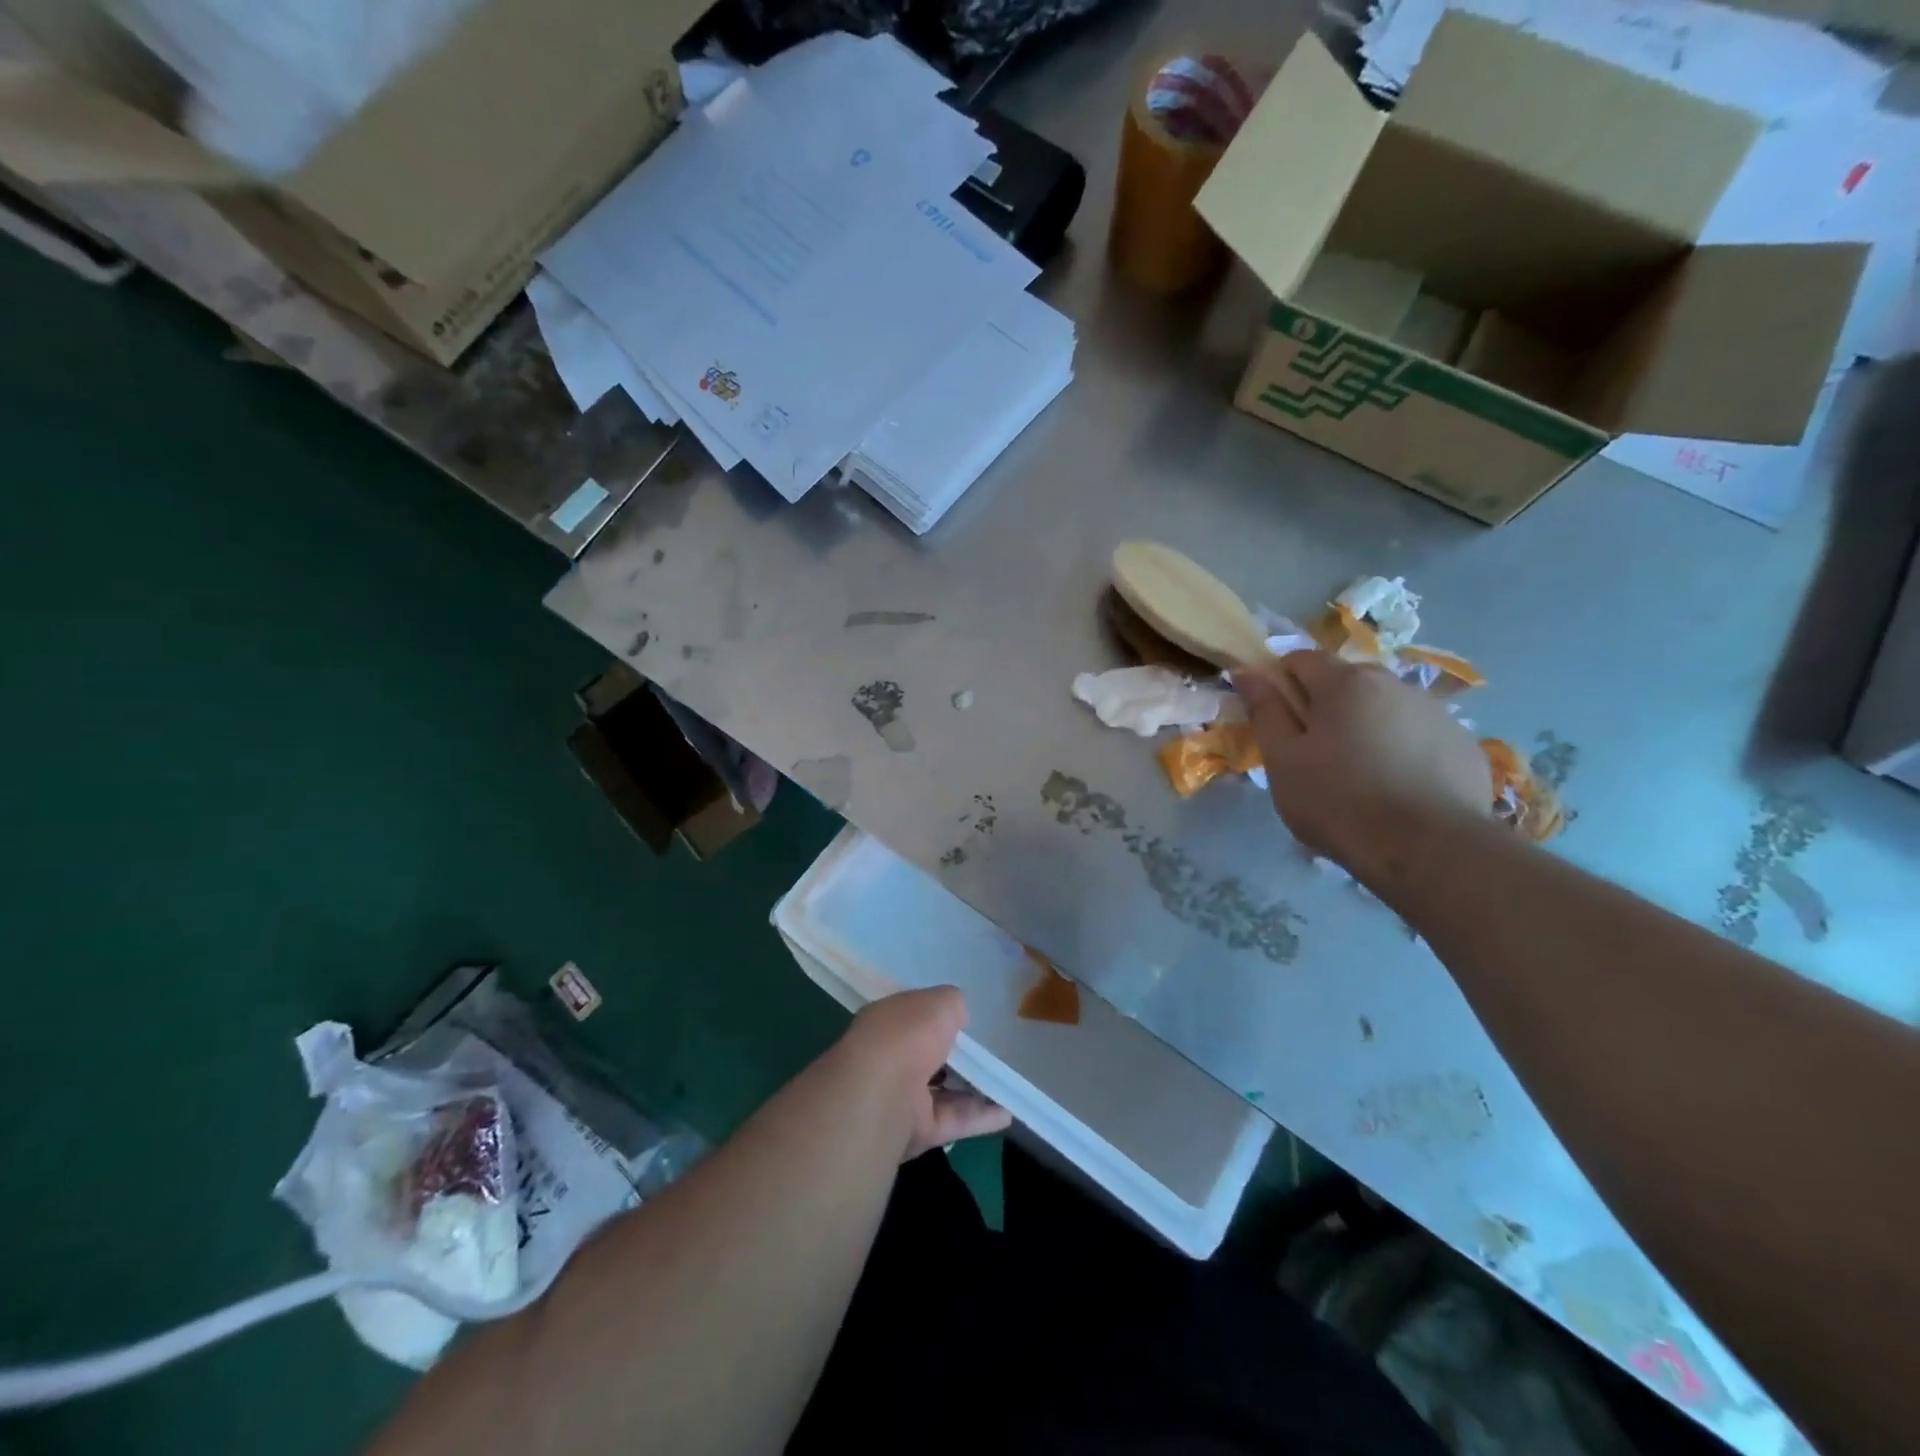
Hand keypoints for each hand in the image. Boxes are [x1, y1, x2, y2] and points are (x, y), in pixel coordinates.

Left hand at [837, 987, 1011, 1160]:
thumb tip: (958, 1014)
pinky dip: (980, 1118)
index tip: (963, 1019)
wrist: (882, 1093)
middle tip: (987, 1051)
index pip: (911, 1017)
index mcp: (886, 1022)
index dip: (935, 1016)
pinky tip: (1007, 1113)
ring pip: (941, 1091)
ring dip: (970, 1088)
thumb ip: (952, 1004)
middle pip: (925, 1055)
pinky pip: (954, 1120)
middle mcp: (889, 1059)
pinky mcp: (918, 1131)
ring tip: (1003, 1082)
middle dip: (951, 1054)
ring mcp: (901, 1097)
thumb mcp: (939, 1002)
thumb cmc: (907, 1034)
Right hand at [1233, 650, 1489, 876]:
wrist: (1428, 850)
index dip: (1281, 682)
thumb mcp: (1283, 760)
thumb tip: (1247, 672)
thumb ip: (1265, 710)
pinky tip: (1398, 788)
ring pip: (1386, 708)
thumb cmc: (1338, 801)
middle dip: (1325, 706)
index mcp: (1345, 683)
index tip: (1276, 719)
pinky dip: (1404, 750)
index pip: (1302, 659)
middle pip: (1346, 681)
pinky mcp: (1464, 744)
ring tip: (1360, 775)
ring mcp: (1436, 712)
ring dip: (1366, 726)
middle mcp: (1395, 683)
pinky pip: (1420, 735)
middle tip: (1314, 753)